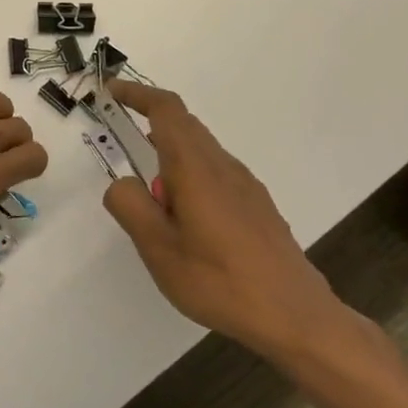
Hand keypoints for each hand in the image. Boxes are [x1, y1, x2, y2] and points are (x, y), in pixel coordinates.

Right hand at [102, 80, 353, 369]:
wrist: (297, 316)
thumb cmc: (220, 282)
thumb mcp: (158, 249)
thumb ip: (131, 207)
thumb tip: (123, 182)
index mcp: (196, 169)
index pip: (167, 110)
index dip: (138, 94)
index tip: (111, 91)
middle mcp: (223, 166)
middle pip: (184, 125)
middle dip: (149, 121)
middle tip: (119, 140)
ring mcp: (245, 185)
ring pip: (200, 150)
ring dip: (169, 155)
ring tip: (151, 199)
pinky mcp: (257, 205)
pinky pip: (214, 172)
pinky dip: (188, 175)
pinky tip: (185, 218)